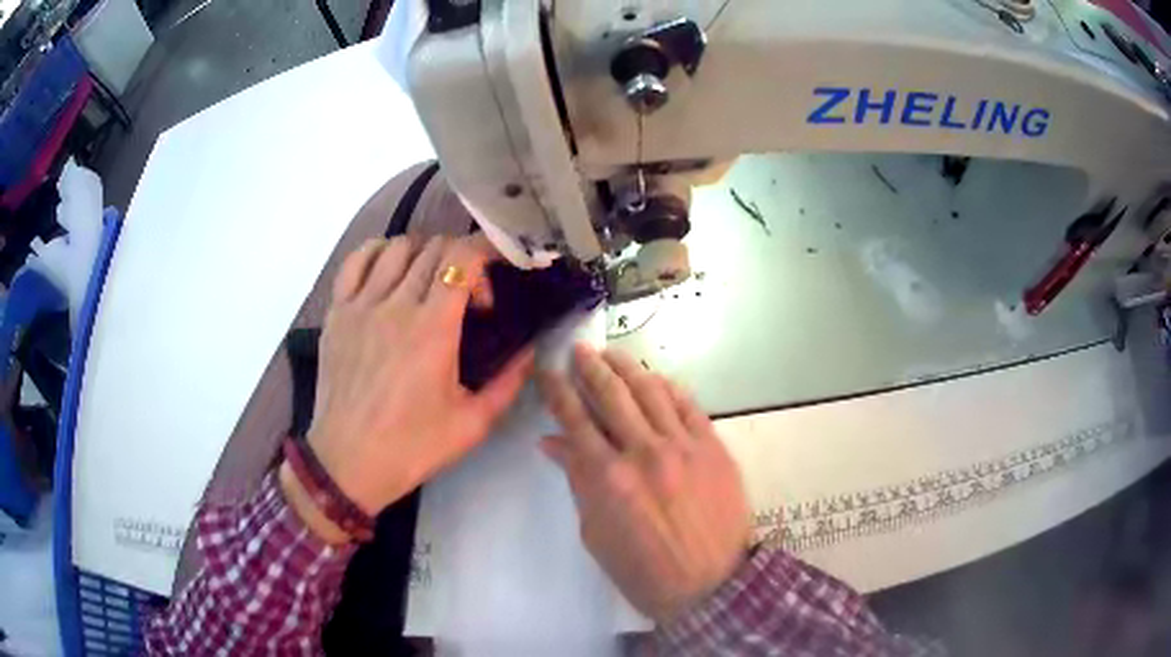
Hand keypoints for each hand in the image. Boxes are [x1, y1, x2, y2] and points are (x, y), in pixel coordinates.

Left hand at [304, 235, 533, 516]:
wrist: (348, 463)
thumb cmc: (412, 447)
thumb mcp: (472, 424)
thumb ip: (508, 383)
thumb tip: (530, 352)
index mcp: (433, 329)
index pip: (463, 257)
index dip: (488, 250)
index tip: (500, 271)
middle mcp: (396, 305)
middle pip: (435, 248)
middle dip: (463, 260)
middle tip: (468, 297)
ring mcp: (361, 305)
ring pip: (397, 247)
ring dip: (424, 254)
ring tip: (430, 283)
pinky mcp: (336, 313)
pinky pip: (355, 261)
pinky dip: (378, 253)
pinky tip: (389, 270)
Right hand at [538, 345, 750, 623]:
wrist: (712, 584)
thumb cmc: (644, 571)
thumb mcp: (597, 535)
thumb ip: (578, 483)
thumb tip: (553, 444)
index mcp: (608, 478)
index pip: (575, 420)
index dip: (558, 390)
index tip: (548, 369)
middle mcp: (644, 452)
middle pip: (611, 395)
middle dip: (590, 367)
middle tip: (579, 349)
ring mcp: (684, 446)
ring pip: (651, 391)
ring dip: (628, 368)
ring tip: (612, 354)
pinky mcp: (713, 447)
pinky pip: (689, 406)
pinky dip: (668, 388)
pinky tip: (656, 379)